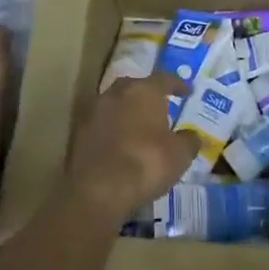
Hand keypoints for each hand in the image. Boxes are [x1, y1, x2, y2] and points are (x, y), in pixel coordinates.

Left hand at [64, 73, 197, 220]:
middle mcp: (116, 93)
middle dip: (146, 95)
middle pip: (134, 87)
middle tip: (158, 107)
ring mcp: (92, 112)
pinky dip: (111, 131)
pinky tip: (119, 145)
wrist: (100, 190)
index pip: (164, 79)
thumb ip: (188, 140)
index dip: (177, 85)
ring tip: (138, 127)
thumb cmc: (148, 163)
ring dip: (126, 112)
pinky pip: (100, 125)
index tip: (186, 92)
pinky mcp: (77, 134)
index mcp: (143, 91)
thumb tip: (191, 136)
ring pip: (114, 104)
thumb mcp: (180, 154)